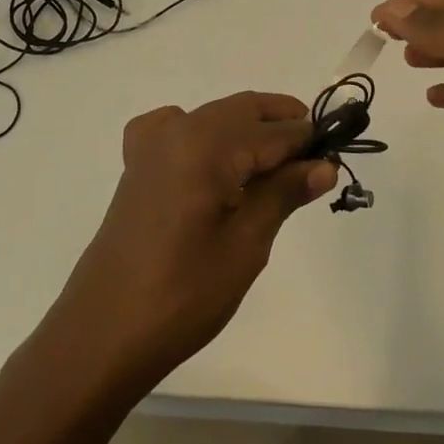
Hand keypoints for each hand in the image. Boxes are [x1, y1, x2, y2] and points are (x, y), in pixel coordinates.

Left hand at [43, 92, 338, 401]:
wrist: (105, 331)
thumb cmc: (183, 293)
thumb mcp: (246, 244)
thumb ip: (283, 193)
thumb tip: (323, 165)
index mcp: (205, 143)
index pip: (273, 130)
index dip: (309, 140)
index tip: (338, 155)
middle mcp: (175, 129)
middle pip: (242, 112)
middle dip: (282, 128)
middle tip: (316, 161)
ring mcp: (150, 145)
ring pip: (214, 119)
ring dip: (249, 132)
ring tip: (279, 170)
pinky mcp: (137, 166)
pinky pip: (181, 132)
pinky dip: (210, 138)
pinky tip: (217, 167)